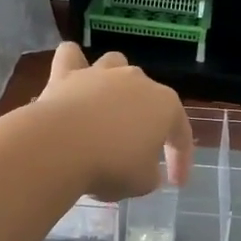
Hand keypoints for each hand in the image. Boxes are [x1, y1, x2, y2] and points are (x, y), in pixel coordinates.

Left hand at [33, 43, 192, 200]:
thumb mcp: (142, 183)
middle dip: (146, 122)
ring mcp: (101, 73)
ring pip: (116, 65)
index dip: (181, 160)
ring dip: (116, 84)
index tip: (176, 183)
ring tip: (109, 109)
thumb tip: (146, 170)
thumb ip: (150, 174)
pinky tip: (73, 79)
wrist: (60, 148)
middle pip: (149, 97)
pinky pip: (72, 57)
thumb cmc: (111, 165)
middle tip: (138, 153)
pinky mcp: (66, 73)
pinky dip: (74, 64)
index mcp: (165, 105)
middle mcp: (137, 80)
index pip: (180, 134)